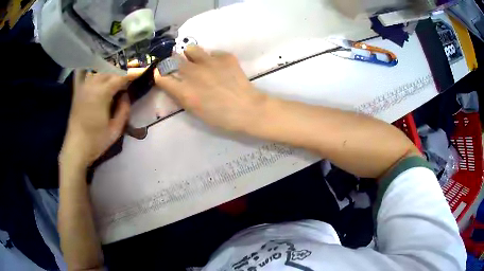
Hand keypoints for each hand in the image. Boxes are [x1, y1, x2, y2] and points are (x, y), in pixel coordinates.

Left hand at [60, 71, 139, 168]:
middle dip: (123, 69)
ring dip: (110, 69)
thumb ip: (123, 110)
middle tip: (134, 68)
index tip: (143, 69)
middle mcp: (92, 85)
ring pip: (98, 70)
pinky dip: (89, 68)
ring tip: (118, 71)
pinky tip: (94, 67)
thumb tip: (125, 95)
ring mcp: (83, 87)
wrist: (75, 149)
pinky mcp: (77, 92)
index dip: (133, 72)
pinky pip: (82, 73)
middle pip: (110, 70)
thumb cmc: (96, 142)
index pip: (121, 77)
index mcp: (102, 94)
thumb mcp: (115, 130)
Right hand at [154, 45, 267, 131]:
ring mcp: (209, 62)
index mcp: (184, 91)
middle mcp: (193, 73)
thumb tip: (173, 83)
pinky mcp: (225, 57)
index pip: (161, 76)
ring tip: (198, 62)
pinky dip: (213, 59)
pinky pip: (213, 53)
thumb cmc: (220, 117)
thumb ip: (181, 95)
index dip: (161, 75)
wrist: (248, 109)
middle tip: (181, 68)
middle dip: (174, 63)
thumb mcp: (195, 111)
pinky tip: (220, 67)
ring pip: (191, 49)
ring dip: (191, 55)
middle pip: (173, 59)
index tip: (163, 75)